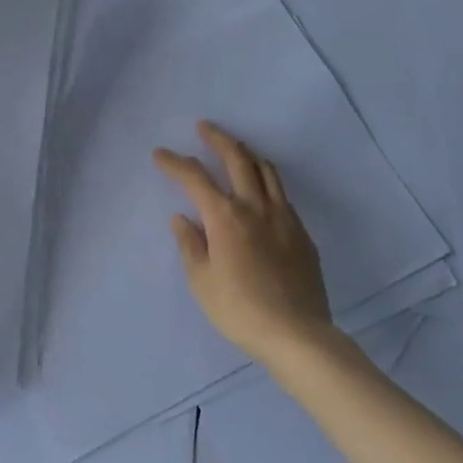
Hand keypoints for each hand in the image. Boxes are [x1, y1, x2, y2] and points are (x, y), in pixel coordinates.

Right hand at [157, 121, 334, 360]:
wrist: (298, 335)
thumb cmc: (240, 310)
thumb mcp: (201, 281)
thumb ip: (190, 244)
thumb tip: (182, 218)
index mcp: (225, 217)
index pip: (195, 177)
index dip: (175, 163)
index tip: (160, 154)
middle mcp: (255, 207)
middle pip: (237, 159)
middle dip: (218, 139)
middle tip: (204, 127)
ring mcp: (283, 218)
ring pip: (266, 171)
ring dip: (247, 153)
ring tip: (236, 148)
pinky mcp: (301, 234)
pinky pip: (282, 194)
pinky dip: (266, 180)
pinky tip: (260, 189)